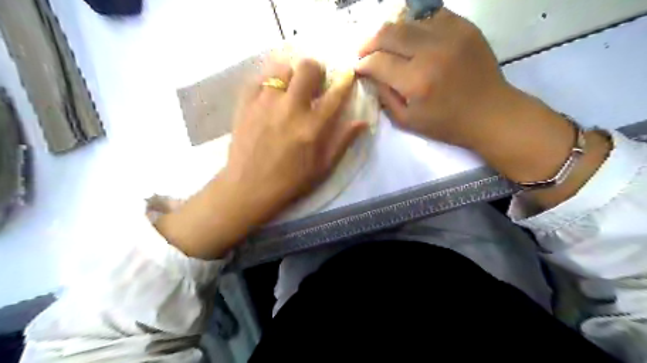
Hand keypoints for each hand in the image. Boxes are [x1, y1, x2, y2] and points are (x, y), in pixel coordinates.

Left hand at [156, 58, 365, 258]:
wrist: (248, 188)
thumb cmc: (290, 181)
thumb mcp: (323, 168)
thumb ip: (343, 142)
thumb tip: (362, 122)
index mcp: (313, 126)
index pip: (335, 94)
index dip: (344, 80)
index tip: (346, 74)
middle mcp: (290, 108)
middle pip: (307, 68)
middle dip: (316, 70)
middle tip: (315, 83)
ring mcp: (265, 102)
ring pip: (282, 68)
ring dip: (292, 74)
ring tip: (291, 88)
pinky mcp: (245, 103)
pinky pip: (259, 77)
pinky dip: (269, 80)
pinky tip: (271, 93)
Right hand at [353, 9, 510, 148]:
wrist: (490, 113)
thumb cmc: (446, 124)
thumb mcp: (407, 121)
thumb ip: (384, 96)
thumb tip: (371, 76)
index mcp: (416, 81)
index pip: (378, 62)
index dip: (363, 63)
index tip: (358, 67)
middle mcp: (431, 52)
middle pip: (389, 33)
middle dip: (370, 42)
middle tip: (364, 51)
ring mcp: (451, 35)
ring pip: (408, 21)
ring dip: (392, 33)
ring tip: (387, 45)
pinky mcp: (465, 27)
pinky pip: (432, 16)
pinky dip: (416, 25)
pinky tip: (413, 38)